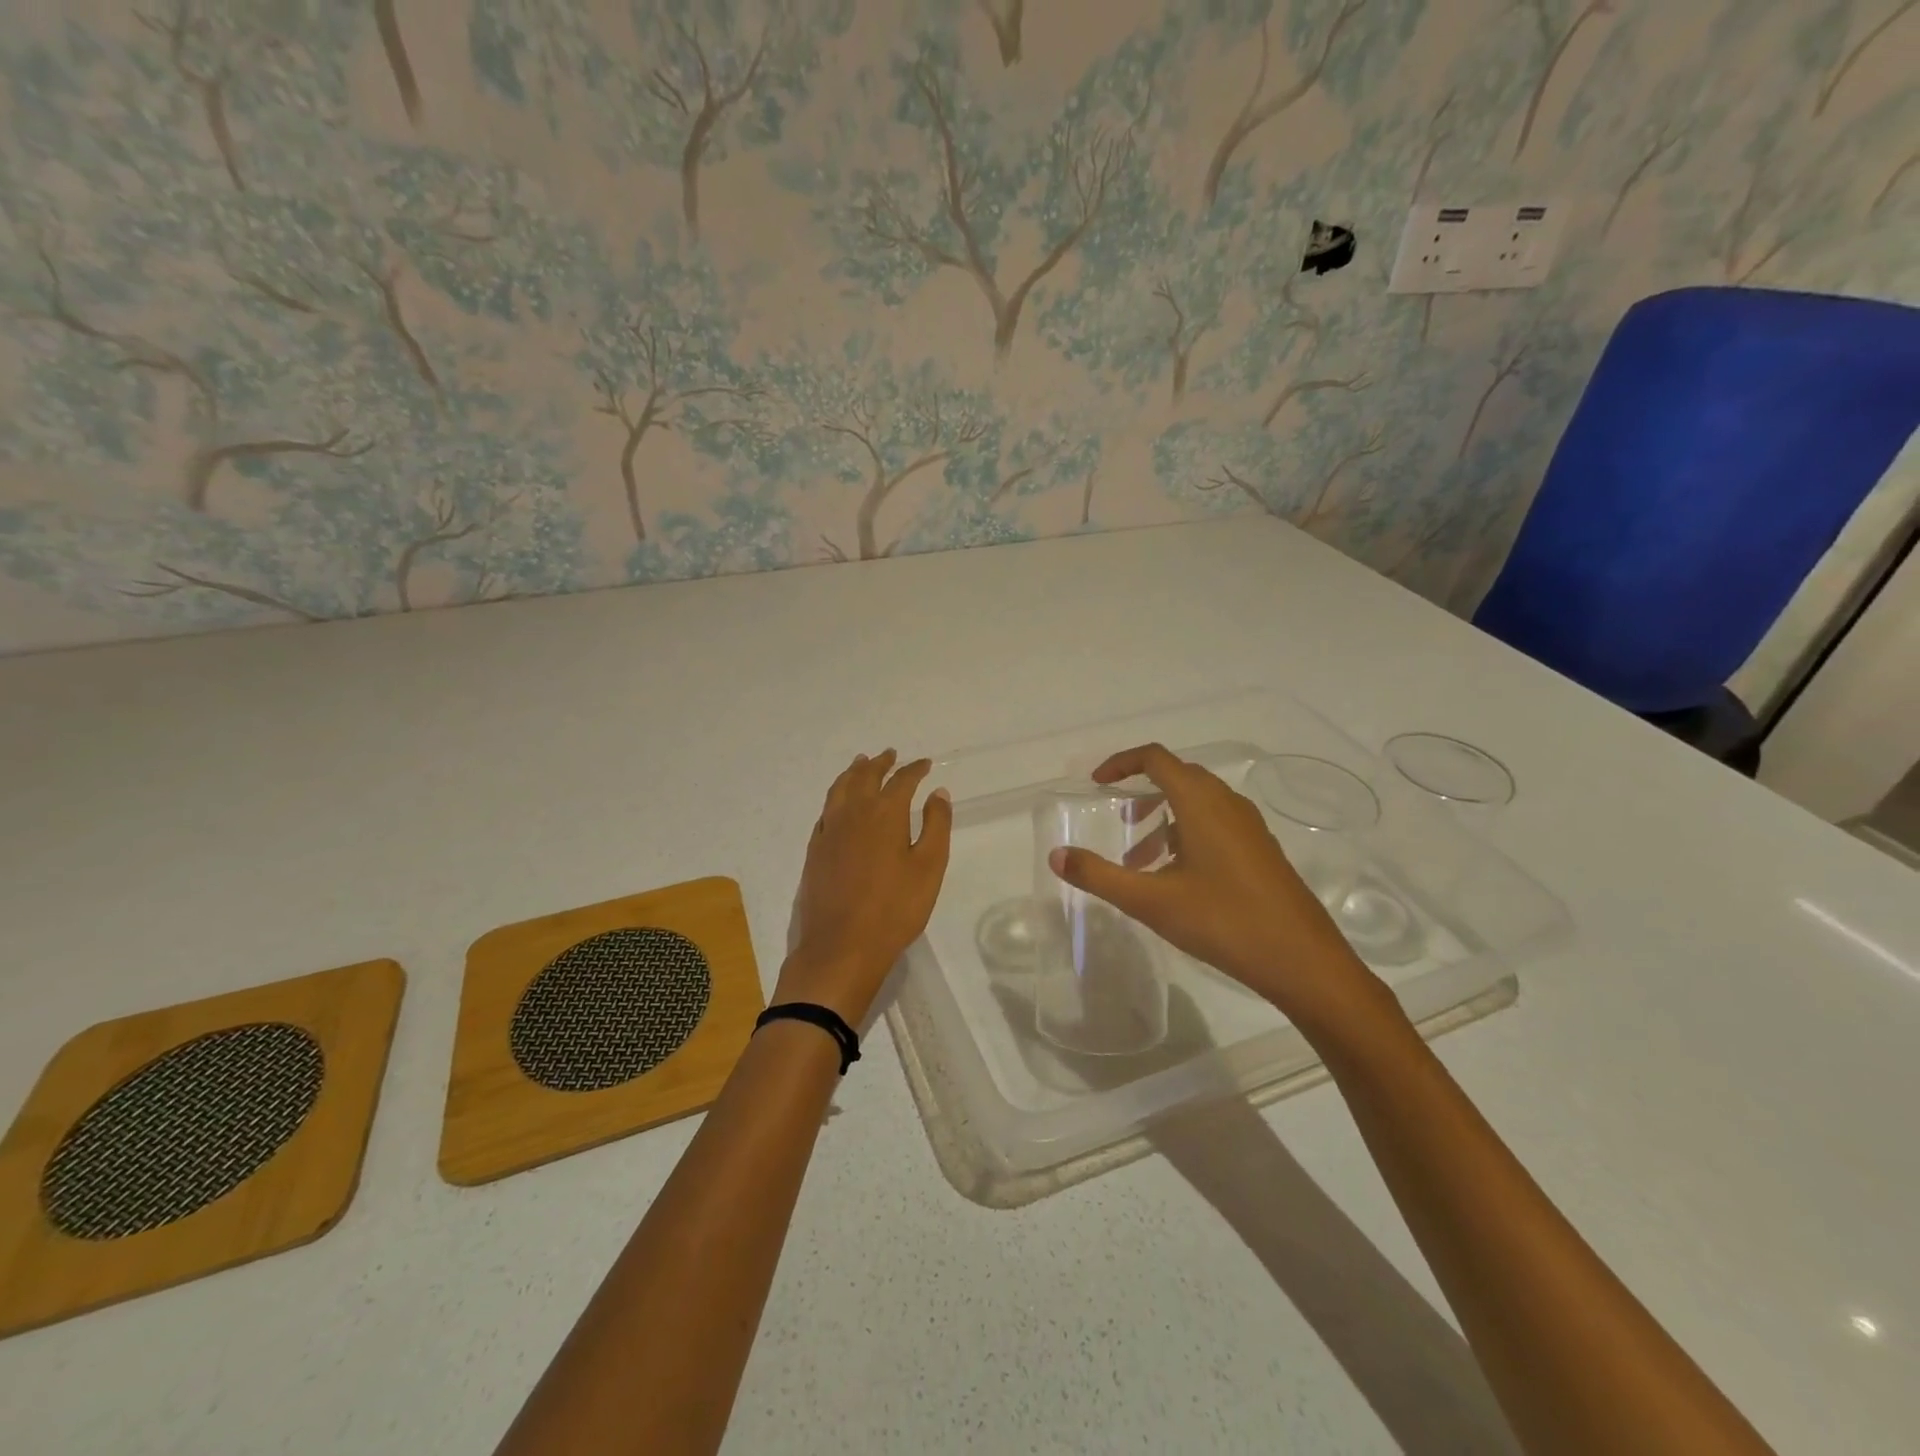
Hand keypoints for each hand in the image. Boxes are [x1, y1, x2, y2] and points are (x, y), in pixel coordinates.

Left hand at [777, 750, 953, 1026]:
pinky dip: (836, 796)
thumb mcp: (929, 867)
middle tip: (889, 754)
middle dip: (880, 763)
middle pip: (865, 777)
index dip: (914, 770)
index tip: (924, 764)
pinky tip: (839, 803)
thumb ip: (935, 826)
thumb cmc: (894, 909)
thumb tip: (937, 792)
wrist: (841, 947)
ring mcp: (829, 831)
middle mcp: (853, 813)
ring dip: (853, 773)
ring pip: (840, 789)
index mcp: (884, 813)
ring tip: (860, 764)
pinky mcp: (815, 850)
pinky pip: (826, 810)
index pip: (901, 781)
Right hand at [1048, 743, 1391, 1038]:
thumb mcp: (1151, 901)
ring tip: (1139, 860)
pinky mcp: (1262, 852)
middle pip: (1178, 777)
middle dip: (1141, 792)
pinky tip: (1177, 878)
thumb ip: (1099, 875)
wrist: (1304, 962)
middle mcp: (1228, 804)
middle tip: (1118, 822)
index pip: (1155, 758)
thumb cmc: (1224, 922)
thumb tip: (1057, 856)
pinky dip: (1186, 835)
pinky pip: (1216, 825)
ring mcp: (1250, 828)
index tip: (1096, 785)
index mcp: (1201, 803)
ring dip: (1163, 818)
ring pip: (1198, 804)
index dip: (1121, 763)